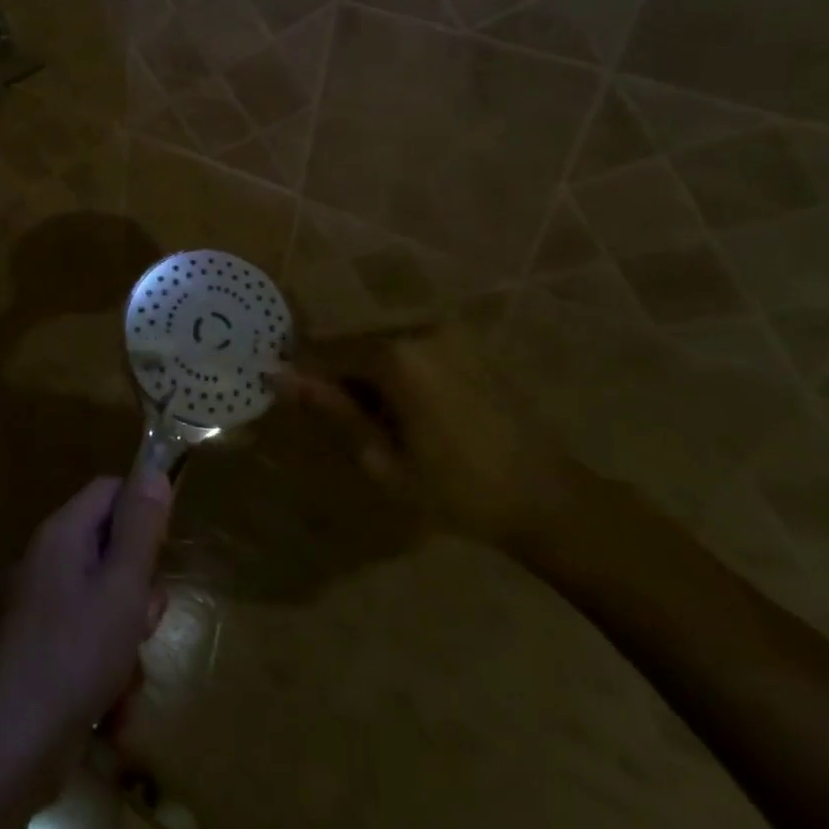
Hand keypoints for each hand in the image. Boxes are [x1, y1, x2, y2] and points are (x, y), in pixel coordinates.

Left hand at [0, 473, 171, 790]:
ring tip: (126, 668)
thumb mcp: (122, 587)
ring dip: (129, 631)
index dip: (143, 510)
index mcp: (63, 533)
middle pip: (112, 545)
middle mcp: (50, 559)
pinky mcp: (47, 646)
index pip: (110, 490)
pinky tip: (112, 704)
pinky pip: (93, 635)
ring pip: (109, 597)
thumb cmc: (75, 657)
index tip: (165, 550)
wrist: (12, 750)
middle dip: (140, 584)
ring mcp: (45, 605)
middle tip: (144, 619)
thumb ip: (140, 528)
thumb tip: (154, 470)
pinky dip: (110, 663)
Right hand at [267, 325, 573, 548]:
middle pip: (355, 347)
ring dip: (369, 376)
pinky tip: (410, 412)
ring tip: (377, 422)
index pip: (327, 354)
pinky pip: (412, 350)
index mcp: (396, 356)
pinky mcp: (466, 344)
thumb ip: (332, 410)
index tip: (285, 395)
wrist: (547, 497)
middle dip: (339, 377)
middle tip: (339, 422)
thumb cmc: (457, 490)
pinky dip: (398, 374)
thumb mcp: (383, 460)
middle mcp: (418, 331)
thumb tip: (281, 378)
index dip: (305, 376)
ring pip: (382, 348)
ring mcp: (446, 334)